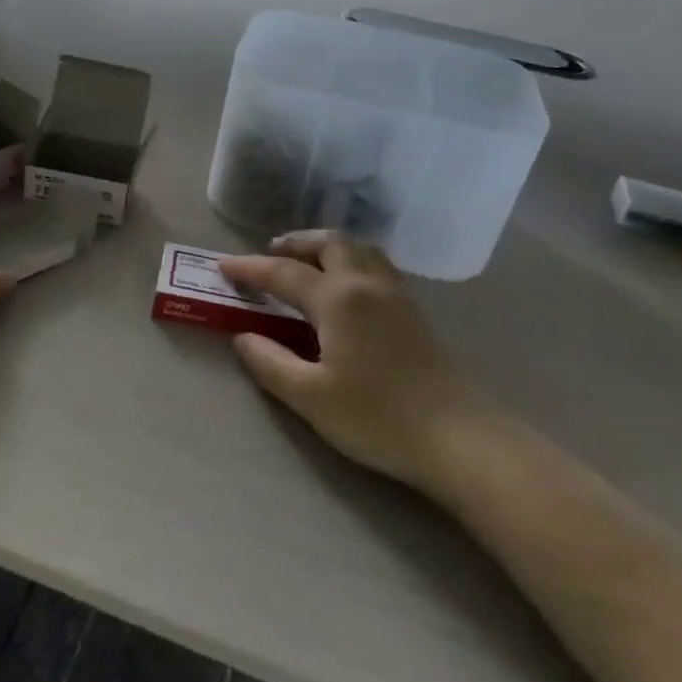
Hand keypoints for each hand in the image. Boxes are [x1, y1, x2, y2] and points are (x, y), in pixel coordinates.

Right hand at [220, 231, 502, 490]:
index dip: (250, 268)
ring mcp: (396, 295)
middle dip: (295, 243)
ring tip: (303, 264)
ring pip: (358, 249)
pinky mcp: (413, 311)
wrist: (457, 438)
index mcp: (338, 299)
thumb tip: (243, 337)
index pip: (284, 272)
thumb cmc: (377, 417)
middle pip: (330, 243)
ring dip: (325, 247)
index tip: (223, 266)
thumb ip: (270, 362)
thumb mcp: (310, 397)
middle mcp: (367, 284)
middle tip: (269, 255)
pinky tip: (342, 287)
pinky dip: (349, 260)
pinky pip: (375, 265)